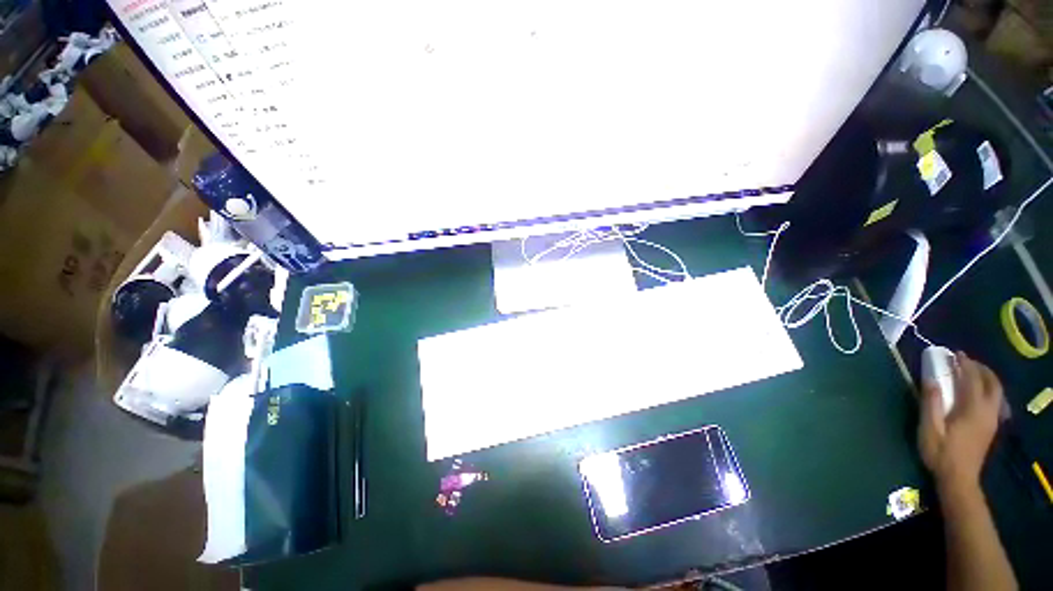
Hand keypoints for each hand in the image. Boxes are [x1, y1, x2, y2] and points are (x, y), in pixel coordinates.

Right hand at [918, 352, 1002, 488]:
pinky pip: (996, 401)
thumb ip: (931, 404)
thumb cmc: (940, 453)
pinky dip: (989, 389)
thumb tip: (931, 380)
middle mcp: (987, 411)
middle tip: (965, 361)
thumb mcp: (929, 429)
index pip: (972, 380)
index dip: (964, 365)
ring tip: (972, 373)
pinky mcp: (991, 426)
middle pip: (992, 383)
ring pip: (997, 392)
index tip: (955, 354)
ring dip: (987, 378)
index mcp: (973, 409)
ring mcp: (992, 420)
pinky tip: (978, 392)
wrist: (959, 479)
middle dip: (980, 369)